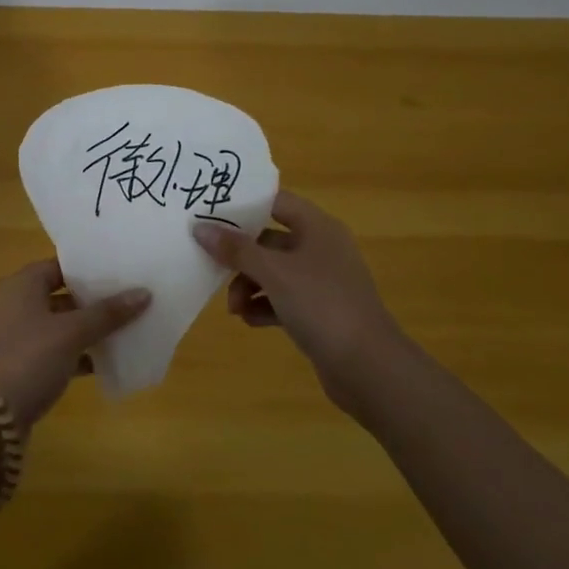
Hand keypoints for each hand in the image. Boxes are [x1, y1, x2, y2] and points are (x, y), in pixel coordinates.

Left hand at [0, 259, 150, 428]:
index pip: (60, 266)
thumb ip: (107, 313)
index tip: (122, 272)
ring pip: (60, 325)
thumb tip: (144, 293)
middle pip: (61, 294)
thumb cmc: (29, 359)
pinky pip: (56, 351)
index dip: (90, 269)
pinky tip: (106, 362)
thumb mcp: (71, 333)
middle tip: (131, 299)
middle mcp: (15, 304)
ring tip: (127, 328)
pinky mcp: (22, 365)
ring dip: (88, 329)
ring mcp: (17, 336)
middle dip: (94, 300)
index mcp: (21, 284)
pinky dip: (78, 354)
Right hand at [194, 191, 398, 392]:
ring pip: (274, 271)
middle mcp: (321, 248)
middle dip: (240, 255)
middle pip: (269, 239)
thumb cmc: (321, 305)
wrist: (368, 367)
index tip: (209, 212)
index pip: (275, 201)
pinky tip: (248, 320)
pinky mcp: (320, 311)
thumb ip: (236, 249)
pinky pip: (283, 298)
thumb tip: (200, 228)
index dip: (244, 205)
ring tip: (233, 308)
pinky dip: (264, 305)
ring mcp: (322, 281)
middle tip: (211, 265)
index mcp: (317, 228)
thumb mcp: (274, 273)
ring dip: (248, 285)